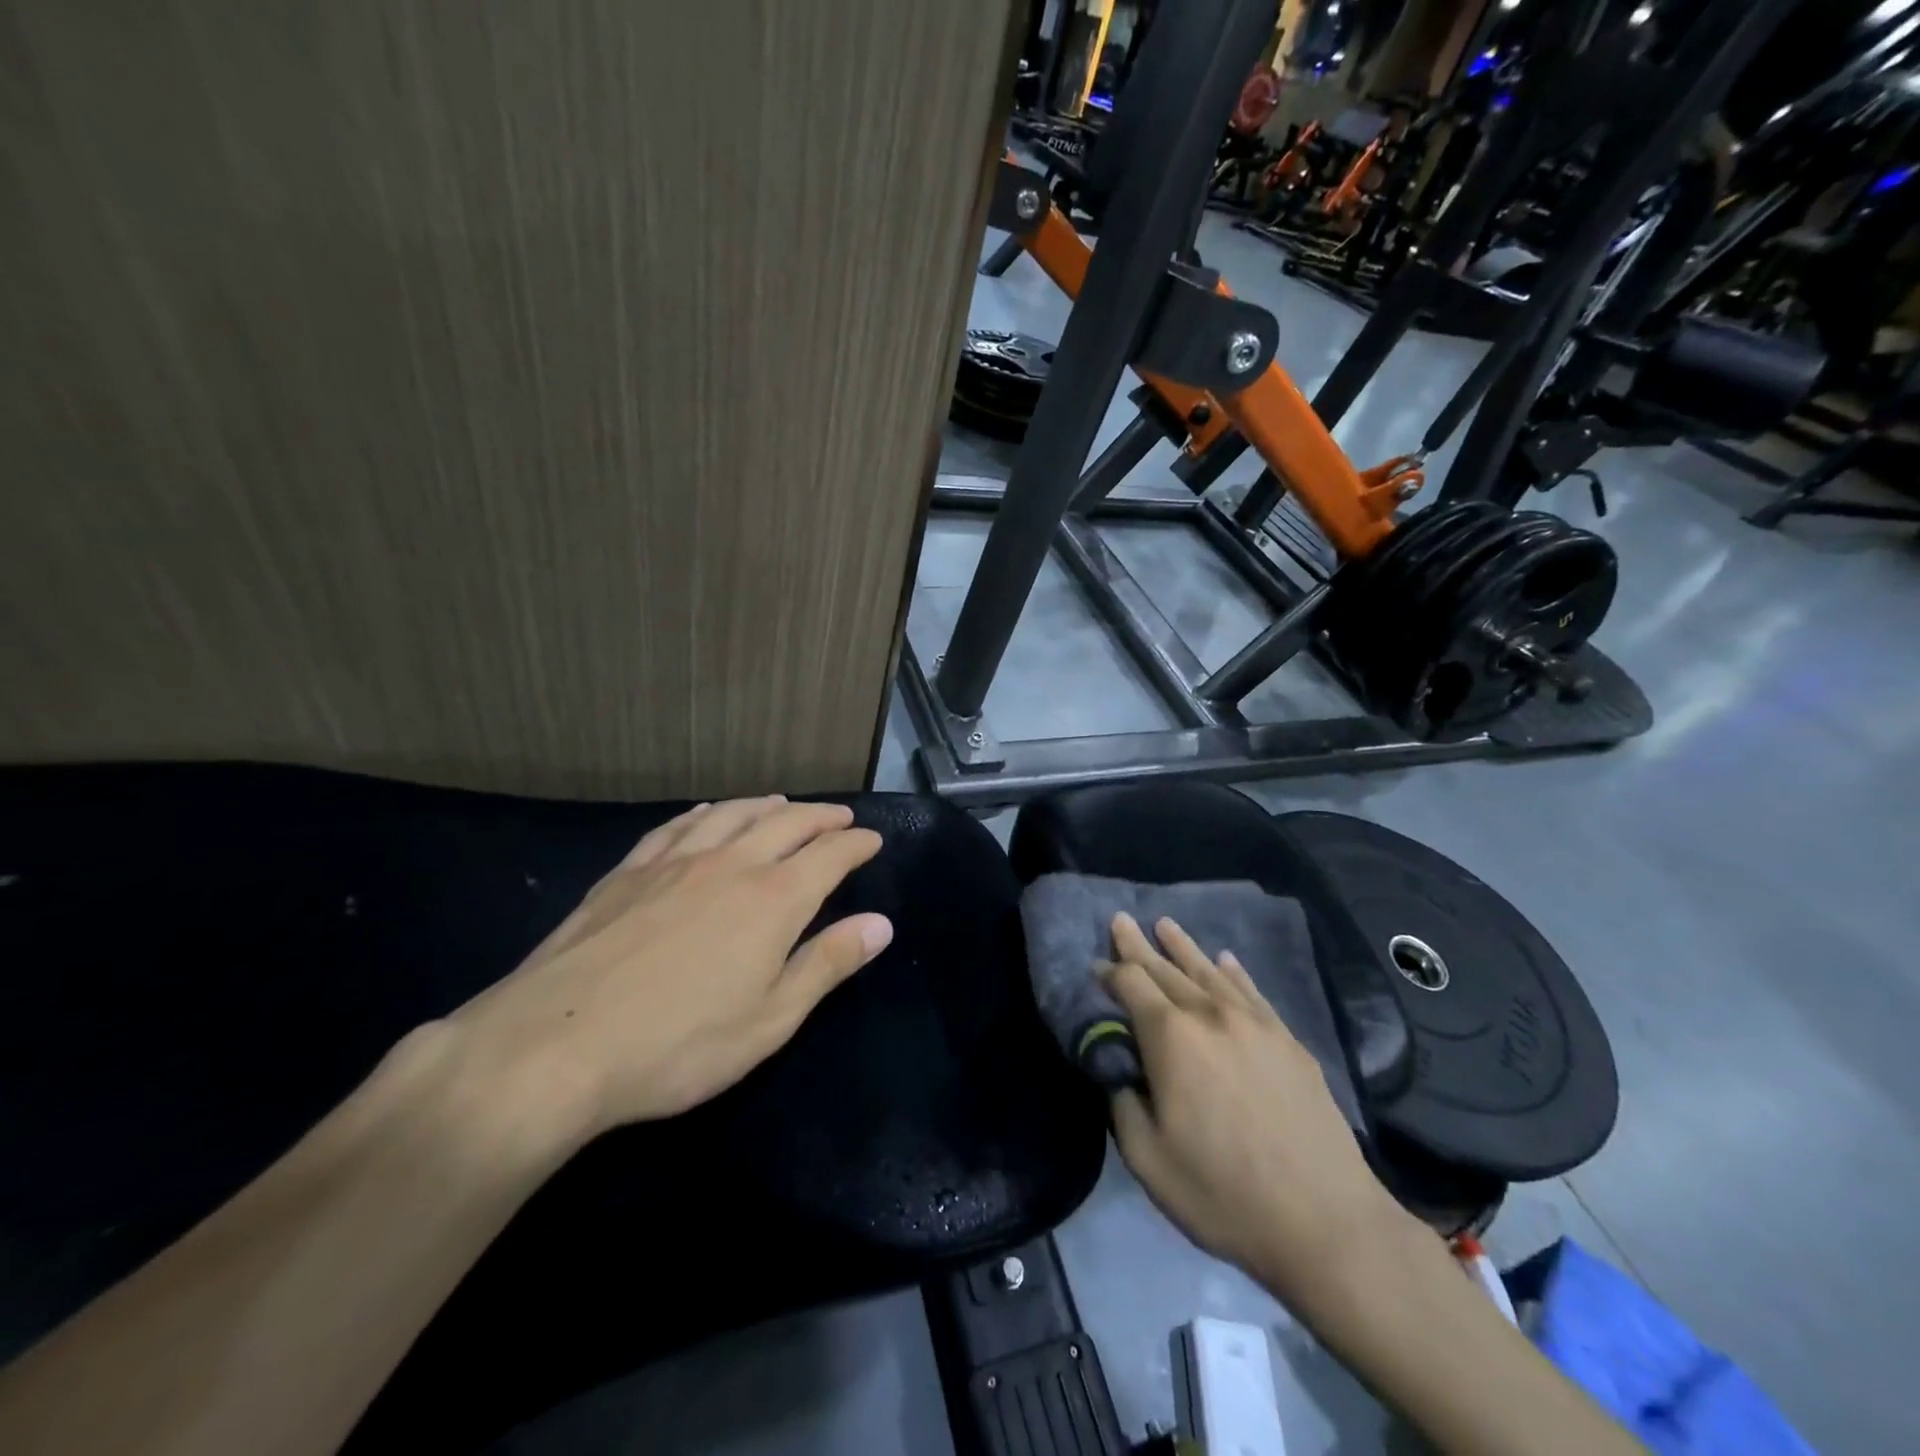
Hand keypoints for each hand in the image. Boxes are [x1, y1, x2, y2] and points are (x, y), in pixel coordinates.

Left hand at [447, 797, 890, 1140]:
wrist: (554, 1045)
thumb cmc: (677, 1045)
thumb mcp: (770, 1020)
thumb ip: (827, 964)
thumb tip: (881, 924)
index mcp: (773, 900)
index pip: (829, 856)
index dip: (856, 843)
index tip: (873, 839)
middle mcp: (730, 865)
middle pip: (786, 823)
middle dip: (820, 816)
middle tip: (840, 815)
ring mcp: (674, 863)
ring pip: (732, 815)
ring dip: (766, 805)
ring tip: (782, 803)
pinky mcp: (628, 872)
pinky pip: (677, 827)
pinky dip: (704, 813)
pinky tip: (706, 813)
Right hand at [1102, 913, 1401, 1308]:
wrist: (1325, 1222)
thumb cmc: (1223, 1194)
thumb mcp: (1147, 1159)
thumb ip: (1121, 1102)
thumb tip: (1118, 1068)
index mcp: (1171, 1038)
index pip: (1130, 984)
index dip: (1108, 971)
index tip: (1094, 965)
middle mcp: (1210, 1015)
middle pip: (1166, 969)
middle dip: (1138, 946)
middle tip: (1121, 920)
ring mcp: (1255, 1024)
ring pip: (1209, 972)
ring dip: (1183, 947)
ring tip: (1165, 924)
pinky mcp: (1288, 1041)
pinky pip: (1252, 992)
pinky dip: (1234, 972)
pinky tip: (1226, 960)